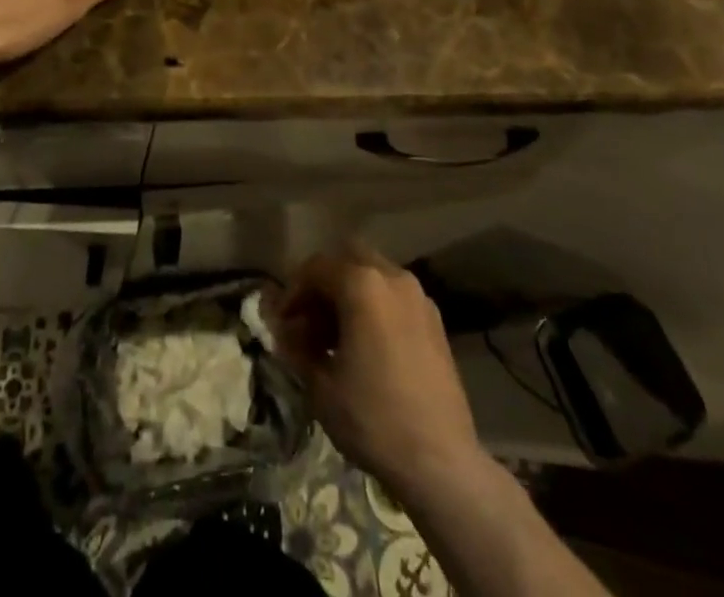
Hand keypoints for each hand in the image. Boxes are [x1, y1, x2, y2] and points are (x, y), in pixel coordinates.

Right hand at [275, 245, 480, 494]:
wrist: (441, 462)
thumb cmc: (373, 418)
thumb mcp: (320, 386)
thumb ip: (297, 346)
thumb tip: (284, 330)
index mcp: (361, 283)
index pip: (315, 268)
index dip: (293, 291)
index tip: (282, 322)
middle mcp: (392, 277)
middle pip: (347, 260)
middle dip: (324, 284)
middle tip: (309, 320)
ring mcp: (418, 297)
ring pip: (373, 275)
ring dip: (350, 294)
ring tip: (336, 338)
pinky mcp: (435, 320)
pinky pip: (394, 297)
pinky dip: (375, 306)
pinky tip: (367, 346)